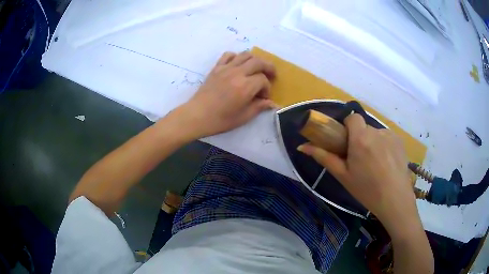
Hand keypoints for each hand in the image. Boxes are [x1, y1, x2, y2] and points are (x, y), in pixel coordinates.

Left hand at [179, 51, 275, 138]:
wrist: (197, 115)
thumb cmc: (220, 120)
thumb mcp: (243, 117)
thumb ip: (259, 107)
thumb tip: (271, 103)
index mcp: (245, 87)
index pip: (263, 80)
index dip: (267, 88)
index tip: (263, 98)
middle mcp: (237, 73)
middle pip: (258, 62)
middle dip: (268, 67)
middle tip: (272, 75)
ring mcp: (225, 68)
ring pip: (245, 55)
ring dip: (255, 60)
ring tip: (258, 68)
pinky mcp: (216, 68)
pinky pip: (228, 55)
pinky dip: (237, 56)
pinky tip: (238, 64)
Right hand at [297, 114, 415, 230]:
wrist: (395, 200)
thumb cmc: (366, 189)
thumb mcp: (342, 175)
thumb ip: (323, 157)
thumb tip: (302, 146)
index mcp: (360, 137)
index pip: (352, 117)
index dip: (348, 126)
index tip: (347, 142)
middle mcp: (376, 131)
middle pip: (364, 128)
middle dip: (360, 139)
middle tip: (360, 160)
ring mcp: (391, 135)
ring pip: (376, 134)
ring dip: (373, 143)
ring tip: (376, 165)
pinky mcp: (400, 141)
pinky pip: (387, 139)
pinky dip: (384, 147)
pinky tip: (387, 164)